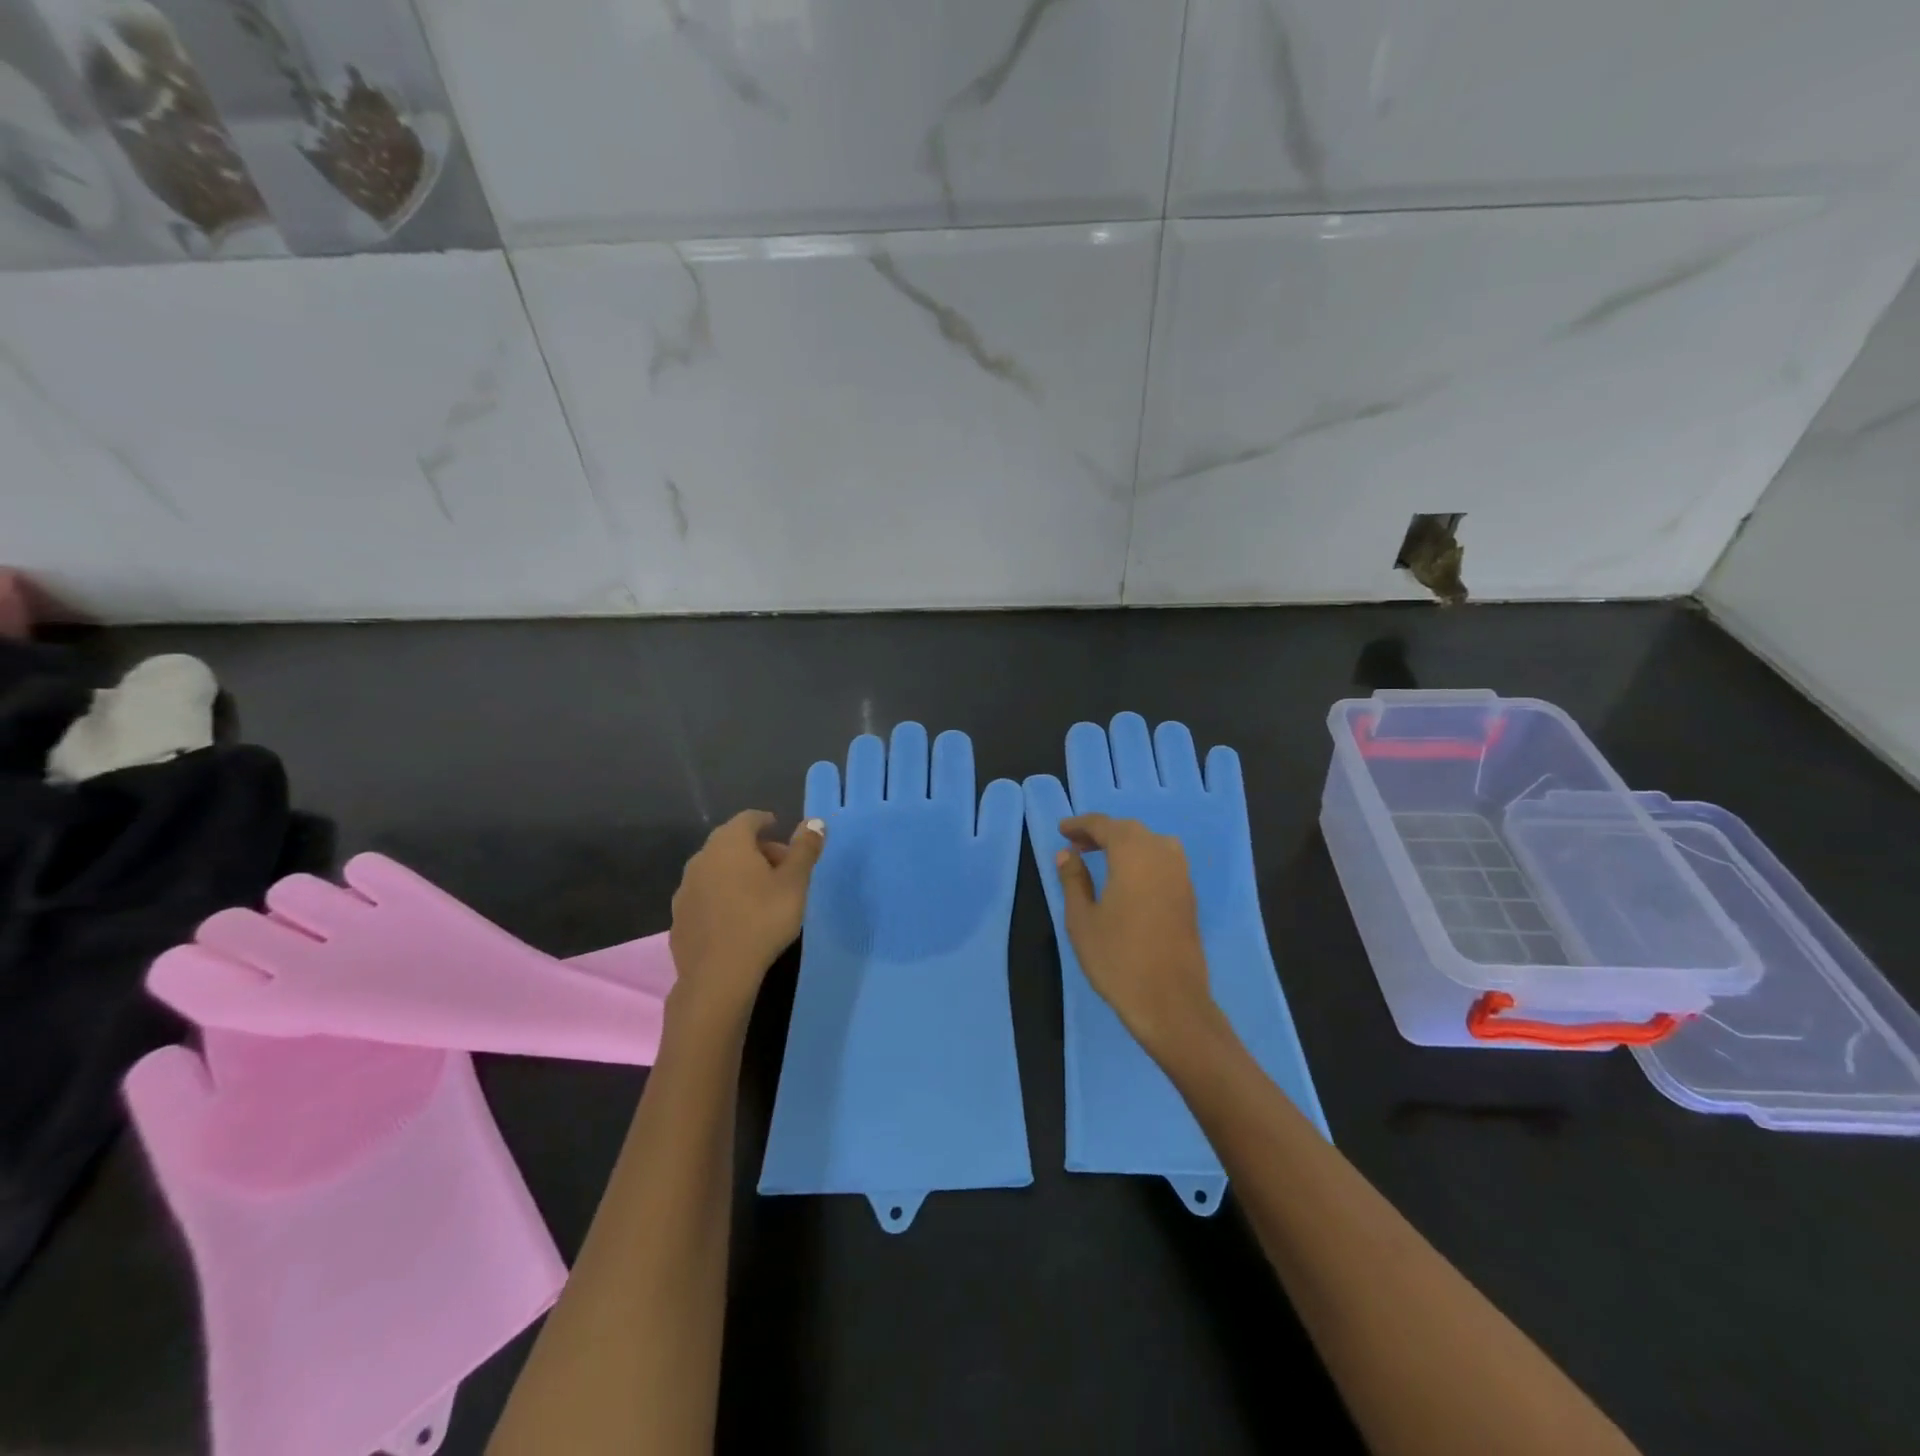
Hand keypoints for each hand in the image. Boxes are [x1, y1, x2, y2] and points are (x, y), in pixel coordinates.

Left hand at [669, 811, 824, 1023]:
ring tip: (760, 894)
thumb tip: (815, 821)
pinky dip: (721, 897)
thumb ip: (804, 849)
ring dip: (737, 873)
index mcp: (729, 844)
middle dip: (756, 849)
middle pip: (731, 843)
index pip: (748, 819)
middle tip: (781, 868)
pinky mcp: (678, 918)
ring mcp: (685, 889)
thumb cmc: (762, 919)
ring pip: (716, 869)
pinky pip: (705, 896)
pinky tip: (736, 918)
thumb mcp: (795, 883)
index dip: (766, 822)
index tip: (781, 831)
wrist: (718, 975)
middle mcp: (701, 859)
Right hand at [1054, 813, 1223, 1058]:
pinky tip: (1127, 877)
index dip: (1081, 825)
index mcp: (1133, 855)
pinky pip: (1164, 860)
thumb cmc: (1118, 959)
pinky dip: (1142, 857)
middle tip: (1077, 845)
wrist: (1170, 1002)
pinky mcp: (1189, 895)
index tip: (1062, 830)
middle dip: (1102, 832)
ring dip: (1125, 843)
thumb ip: (1073, 880)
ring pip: (1151, 842)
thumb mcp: (1082, 919)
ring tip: (1101, 857)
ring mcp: (1180, 875)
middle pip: (1129, 830)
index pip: (1105, 825)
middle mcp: (1161, 855)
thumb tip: (1067, 854)